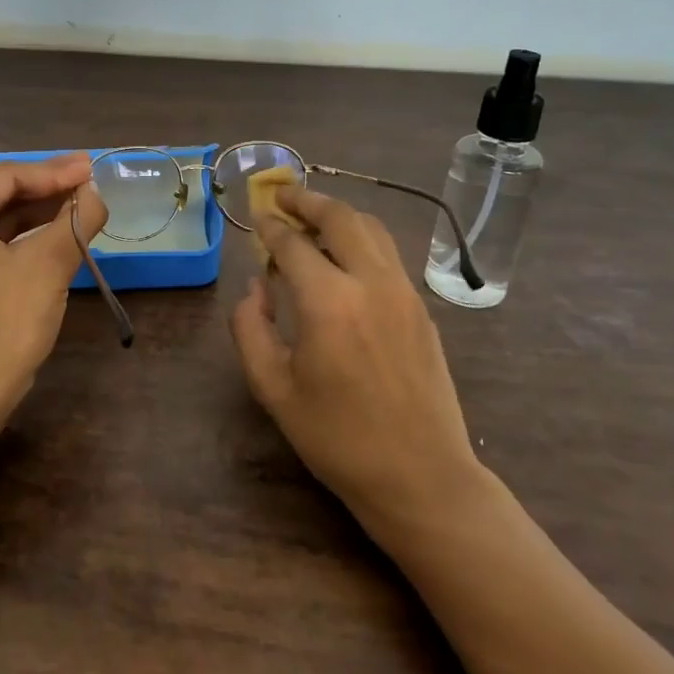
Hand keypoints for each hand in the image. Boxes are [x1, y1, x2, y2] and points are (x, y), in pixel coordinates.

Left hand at [0, 153, 109, 411]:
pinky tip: (55, 230)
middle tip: (90, 182)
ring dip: (37, 212)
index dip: (54, 172)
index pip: (6, 177)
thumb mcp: (47, 266)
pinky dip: (21, 236)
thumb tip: (96, 192)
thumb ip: (76, 220)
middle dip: (47, 189)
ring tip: (81, 203)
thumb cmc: (3, 325)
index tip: (93, 168)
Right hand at [229, 188, 483, 546]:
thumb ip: (251, 328)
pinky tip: (344, 257)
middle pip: (340, 217)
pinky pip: (388, 254)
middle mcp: (370, 283)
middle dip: (307, 200)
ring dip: (338, 214)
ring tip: (312, 218)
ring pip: (372, 229)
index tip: (256, 216)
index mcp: (328, 303)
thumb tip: (256, 286)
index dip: (270, 226)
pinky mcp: (422, 308)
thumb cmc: (337, 438)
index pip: (292, 243)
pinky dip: (361, 239)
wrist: (421, 477)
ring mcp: (403, 292)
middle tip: (283, 196)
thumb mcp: (273, 389)